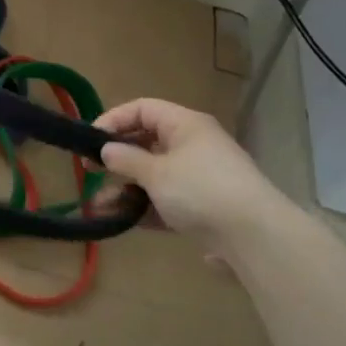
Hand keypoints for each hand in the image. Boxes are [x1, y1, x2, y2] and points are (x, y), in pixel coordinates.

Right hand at [95, 98, 295, 243]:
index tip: (90, 140)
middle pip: (147, 143)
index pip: (142, 109)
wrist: (255, 237)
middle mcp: (194, 145)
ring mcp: (200, 177)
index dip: (113, 120)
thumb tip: (106, 150)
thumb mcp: (156, 172)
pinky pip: (166, 199)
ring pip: (154, 175)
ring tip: (99, 206)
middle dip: (116, 159)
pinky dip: (145, 207)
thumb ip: (126, 159)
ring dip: (126, 188)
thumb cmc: (200, 190)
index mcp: (185, 125)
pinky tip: (122, 220)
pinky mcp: (204, 206)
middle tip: (90, 172)